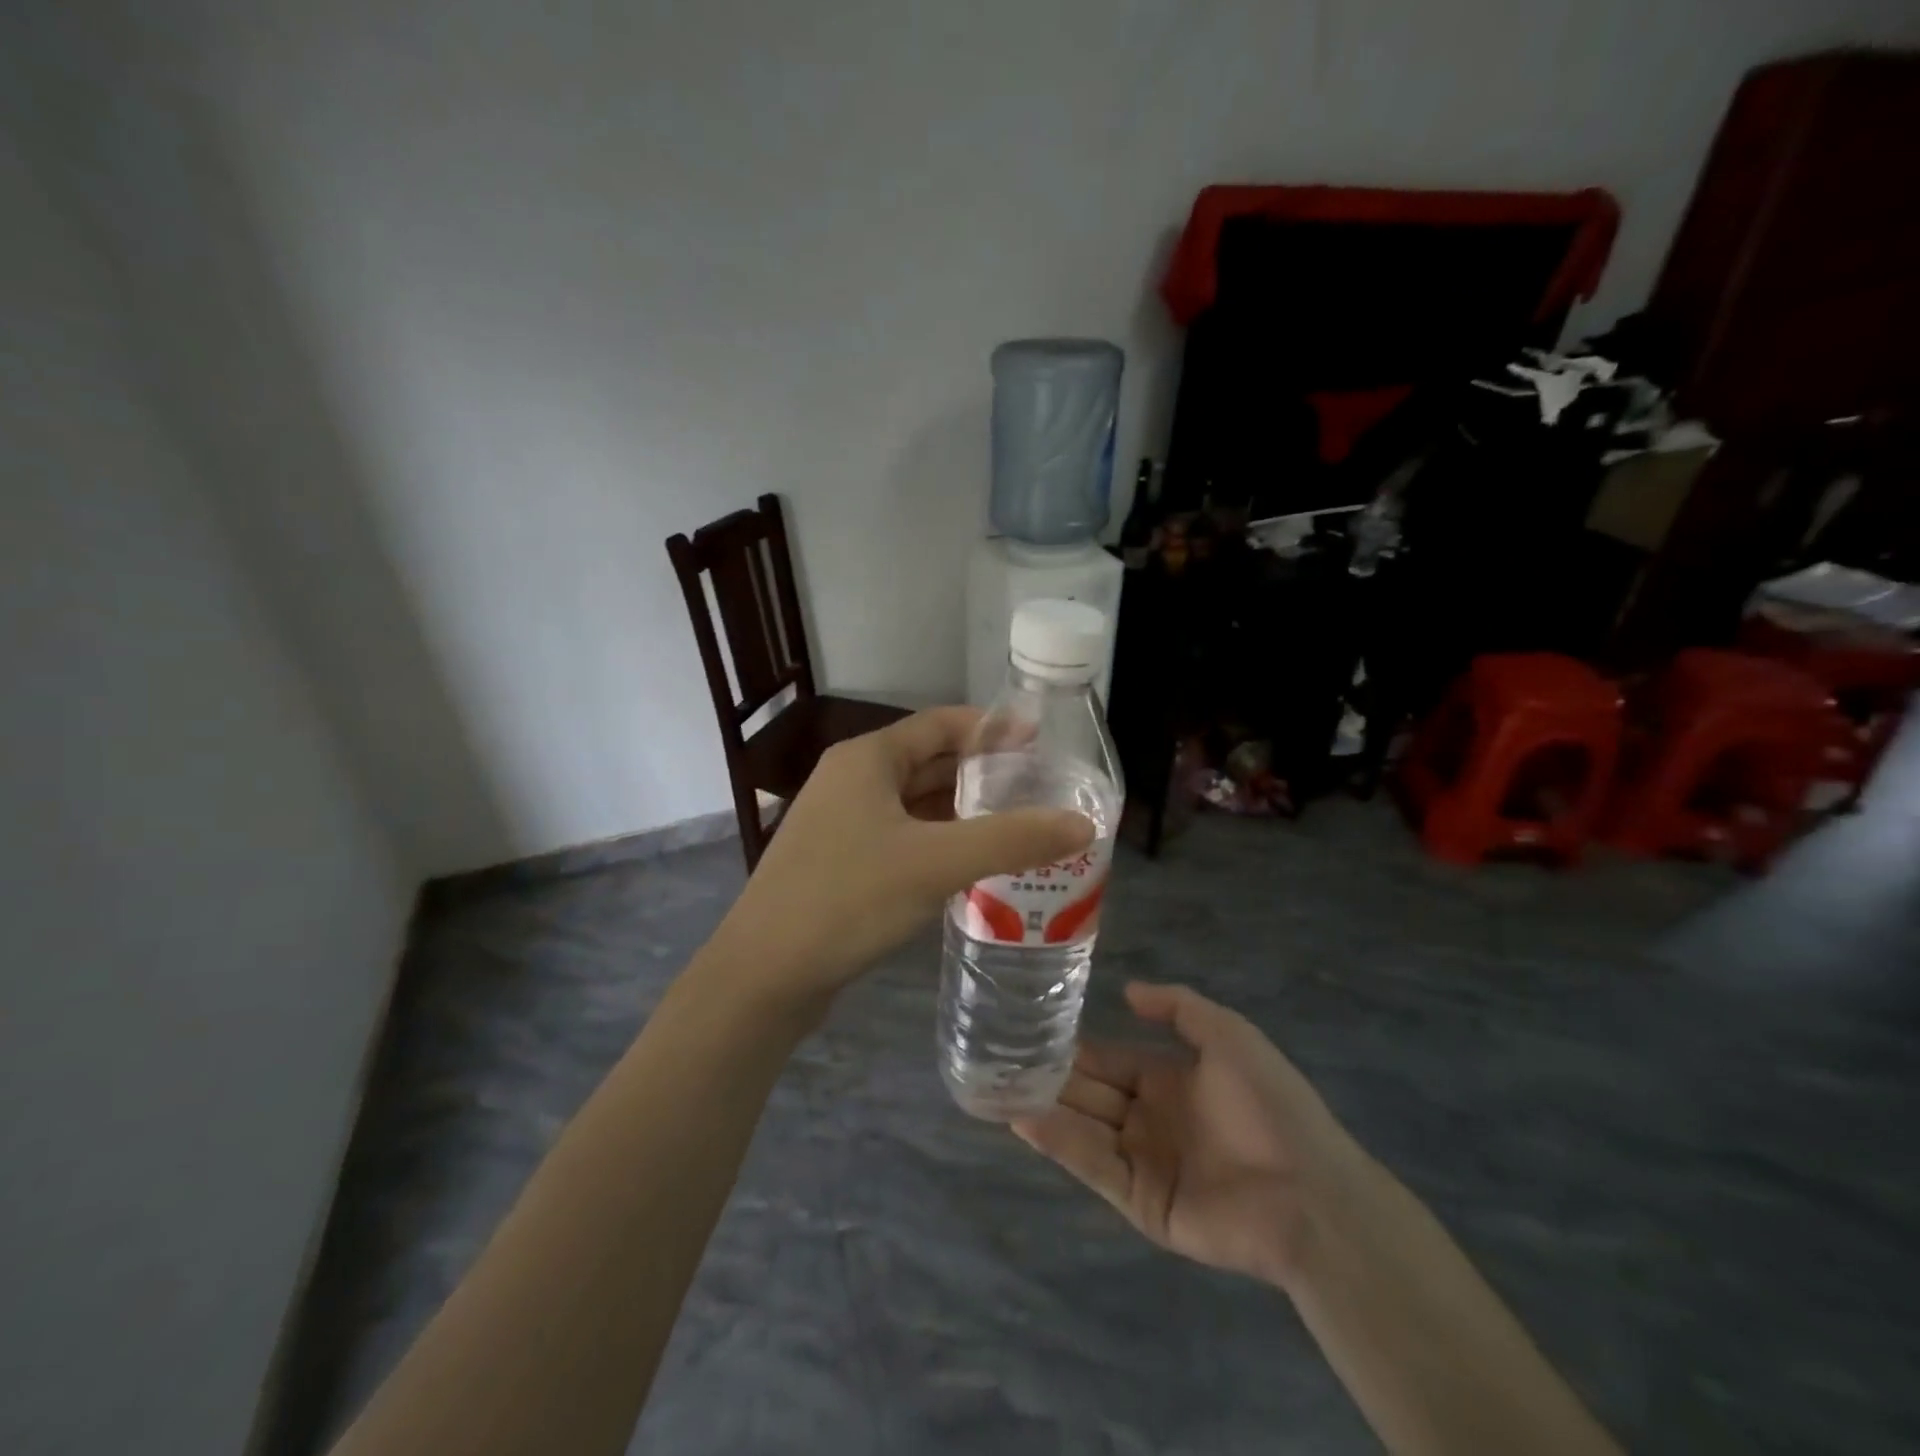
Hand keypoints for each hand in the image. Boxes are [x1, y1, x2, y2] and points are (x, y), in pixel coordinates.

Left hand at [709, 706, 1092, 1005]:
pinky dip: (939, 842)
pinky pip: (902, 838)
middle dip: (983, 773)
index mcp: (867, 759)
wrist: (764, 975)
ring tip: (1019, 824)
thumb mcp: (936, 862)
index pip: (941, 724)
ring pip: (915, 804)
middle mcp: (851, 780)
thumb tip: (1083, 823)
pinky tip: (973, 863)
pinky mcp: (841, 862)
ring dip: (962, 811)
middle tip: (1041, 788)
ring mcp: (842, 823)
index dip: (992, 728)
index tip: (1041, 741)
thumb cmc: (847, 899)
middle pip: (929, 762)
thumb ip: (1012, 839)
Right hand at [1013, 982, 1363, 1289]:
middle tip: (1000, 1058)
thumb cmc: (1269, 1103)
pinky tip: (1025, 1119)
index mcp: (1169, 1080)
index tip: (1033, 1030)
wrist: (1309, 1190)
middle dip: (1051, 1077)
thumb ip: (1178, 1007)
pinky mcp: (1141, 1202)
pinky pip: (1094, 1165)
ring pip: (1084, 1127)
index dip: (1075, 1047)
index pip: (1110, 1059)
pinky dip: (1060, 1143)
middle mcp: (1150, 1118)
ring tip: (997, 1086)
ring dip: (1044, 1107)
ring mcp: (1144, 1162)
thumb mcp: (1228, 1034)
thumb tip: (1127, 991)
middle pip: (1090, 1093)